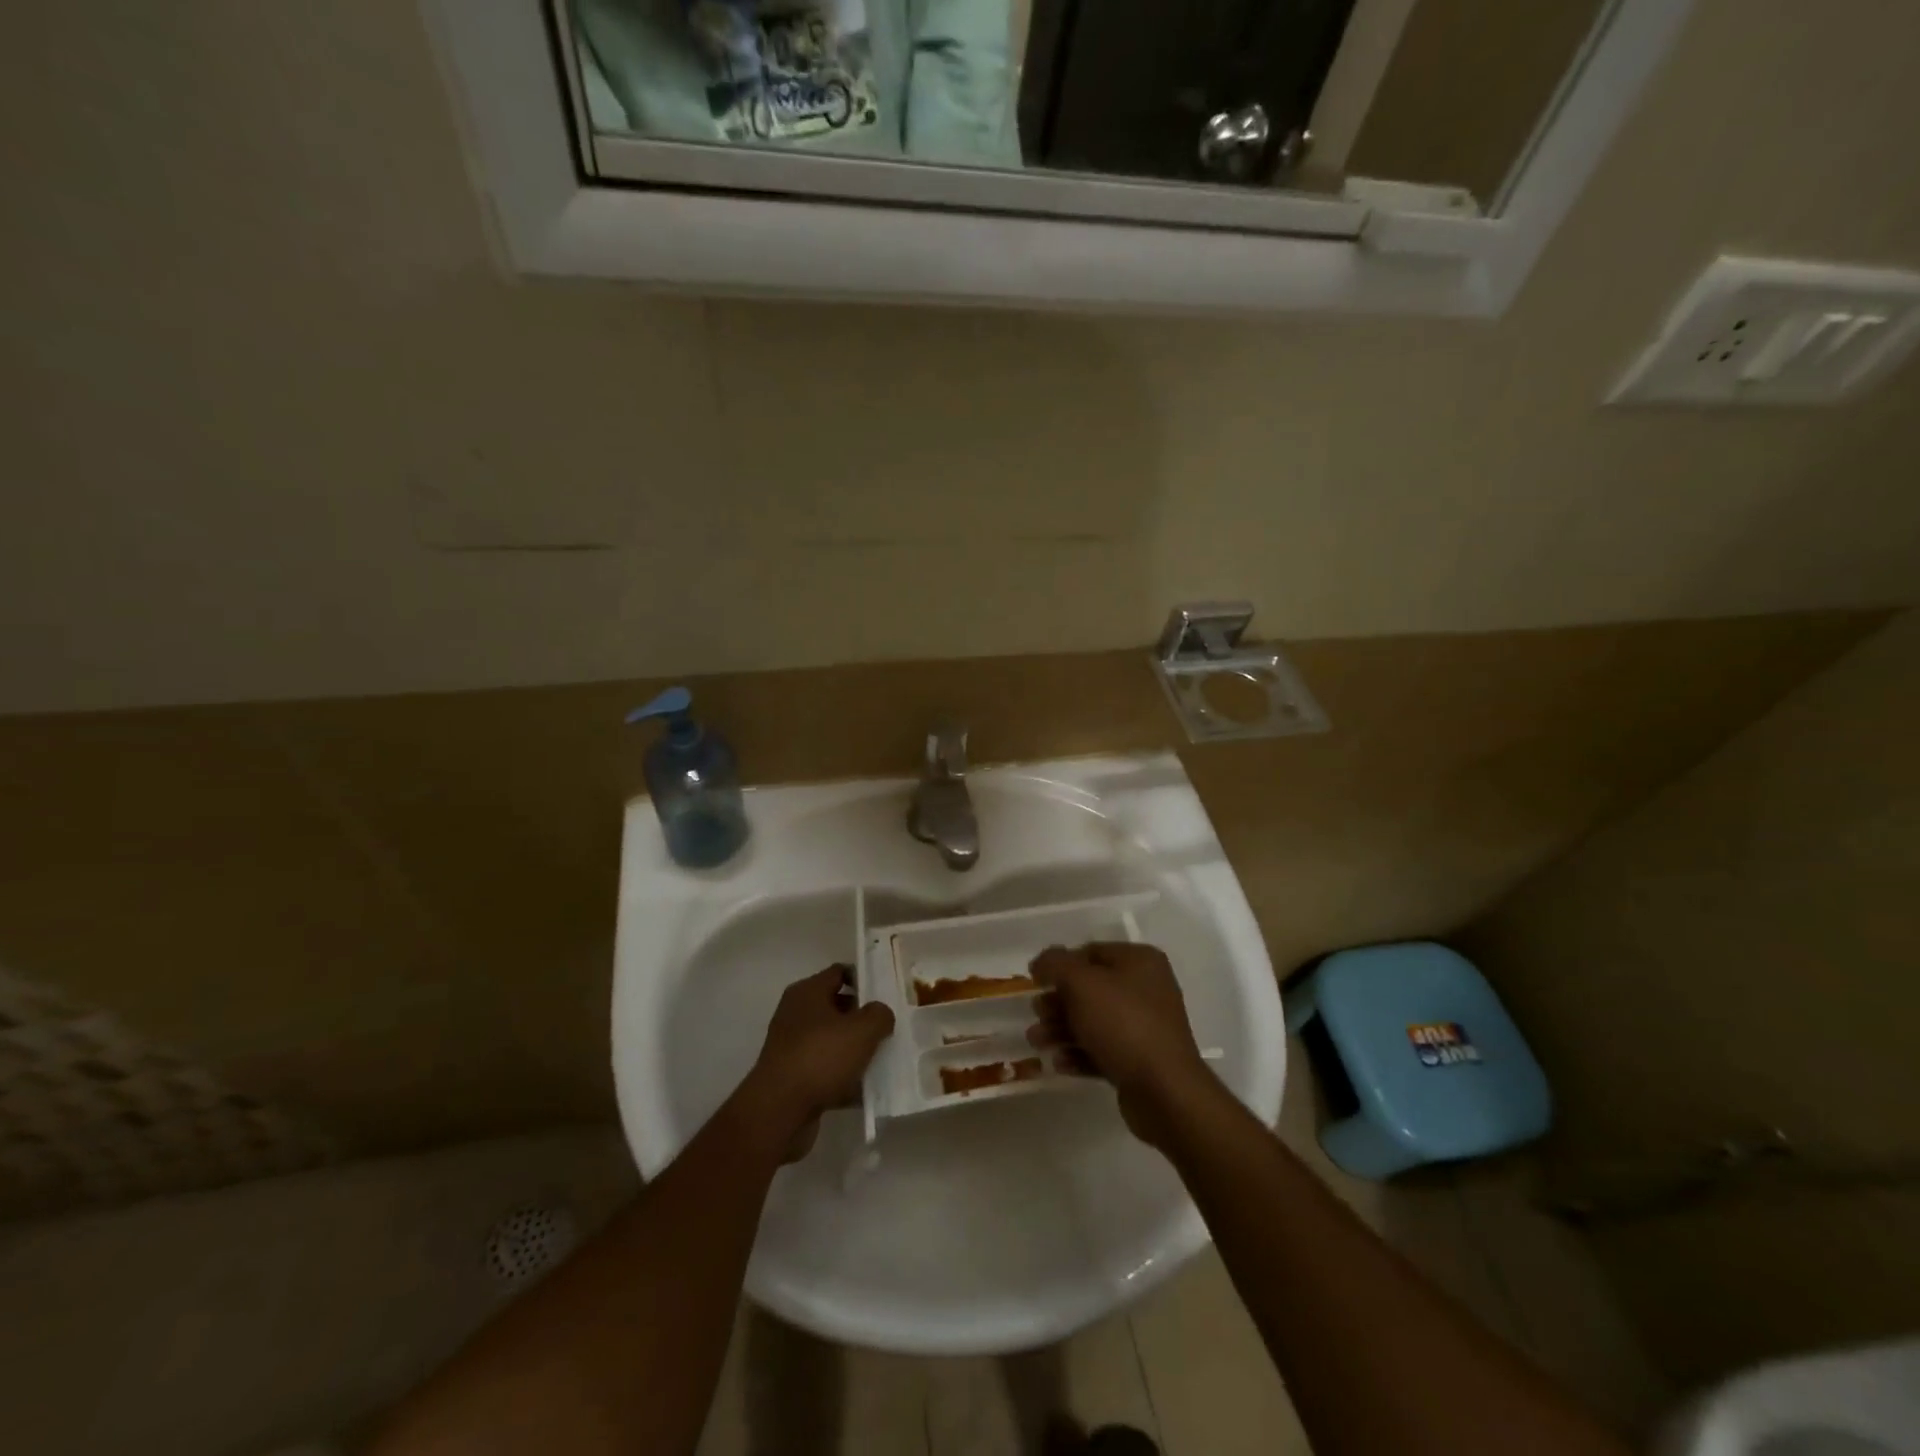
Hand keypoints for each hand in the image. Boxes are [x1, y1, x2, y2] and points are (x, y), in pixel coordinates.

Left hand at [740, 965, 894, 1162]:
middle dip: (863, 1018)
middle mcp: (796, 1015)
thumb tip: (881, 1014)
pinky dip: (844, 1079)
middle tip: (889, 1028)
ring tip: (883, 1059)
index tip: (886, 994)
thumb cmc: (820, 1057)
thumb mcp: (862, 1030)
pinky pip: (827, 1071)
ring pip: (833, 1042)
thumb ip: (879, 1015)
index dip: (864, 979)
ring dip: (855, 1051)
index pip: (839, 973)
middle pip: (837, 1007)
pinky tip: (867, 1090)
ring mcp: (793, 1047)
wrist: (779, 1112)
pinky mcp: (794, 1078)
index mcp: (807, 993)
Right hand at [1029, 942, 1206, 1147]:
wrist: (1164, 1090)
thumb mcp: (1082, 983)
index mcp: (1139, 961)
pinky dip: (1079, 1053)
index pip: (1090, 952)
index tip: (1035, 982)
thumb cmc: (1123, 1024)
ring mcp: (1145, 1026)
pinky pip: (1103, 1049)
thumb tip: (1041, 962)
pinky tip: (1059, 1063)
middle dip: (1058, 1002)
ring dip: (1061, 1029)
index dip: (1060, 965)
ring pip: (1093, 1021)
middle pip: (1089, 989)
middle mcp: (1146, 989)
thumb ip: (1056, 964)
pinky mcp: (1140, 1060)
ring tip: (1037, 1042)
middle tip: (1036, 1014)